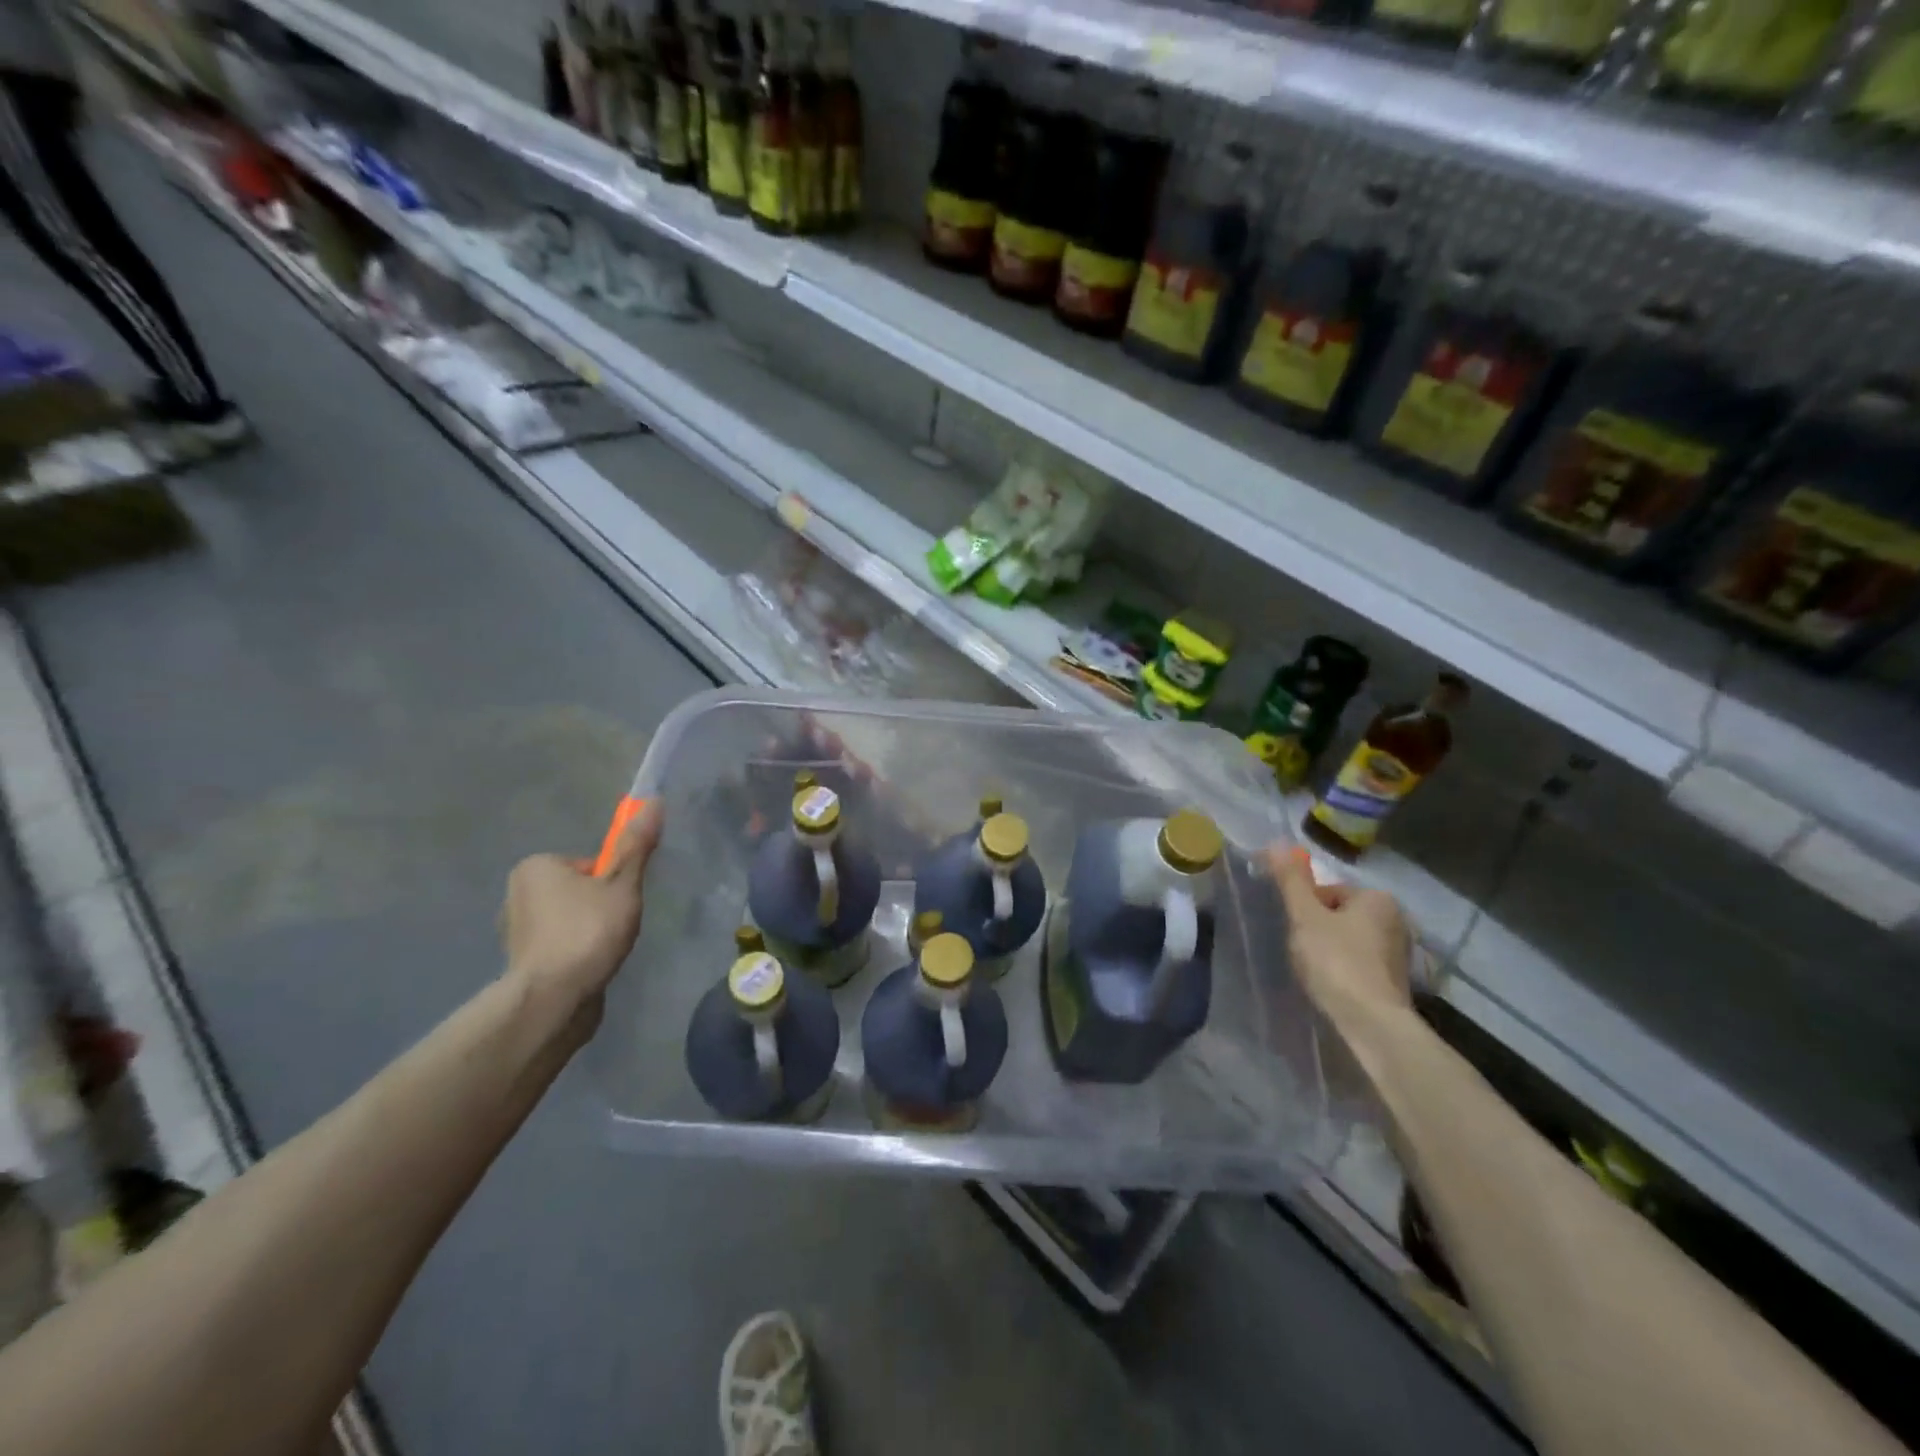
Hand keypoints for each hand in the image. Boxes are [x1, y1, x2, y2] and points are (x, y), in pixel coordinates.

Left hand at [502, 801, 663, 1013]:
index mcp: (535, 866)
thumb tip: (653, 802)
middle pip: (578, 890)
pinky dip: (576, 952)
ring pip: (568, 919)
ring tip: (606, 949)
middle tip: (617, 925)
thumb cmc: (588, 931)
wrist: (554, 998)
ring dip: (588, 931)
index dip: (612, 880)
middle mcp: (516, 894)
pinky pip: (559, 945)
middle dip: (600, 906)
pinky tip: (591, 966)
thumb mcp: (622, 884)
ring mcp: (515, 932)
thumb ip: (635, 846)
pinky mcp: (522, 963)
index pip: (589, 864)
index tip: (623, 900)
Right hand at [1266, 845, 1413, 1033]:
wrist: (1372, 1022)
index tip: (1296, 930)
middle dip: (1317, 928)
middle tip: (1301, 950)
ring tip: (1314, 970)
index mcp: (1377, 898)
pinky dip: (1343, 969)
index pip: (1329, 891)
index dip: (1305, 908)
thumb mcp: (1305, 916)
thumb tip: (1275, 843)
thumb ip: (1291, 881)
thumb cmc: (1336, 961)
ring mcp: (1399, 952)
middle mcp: (1396, 920)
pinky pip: (1359, 963)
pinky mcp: (1395, 980)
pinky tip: (1331, 984)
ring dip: (1329, 950)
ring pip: (1349, 939)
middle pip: (1339, 914)